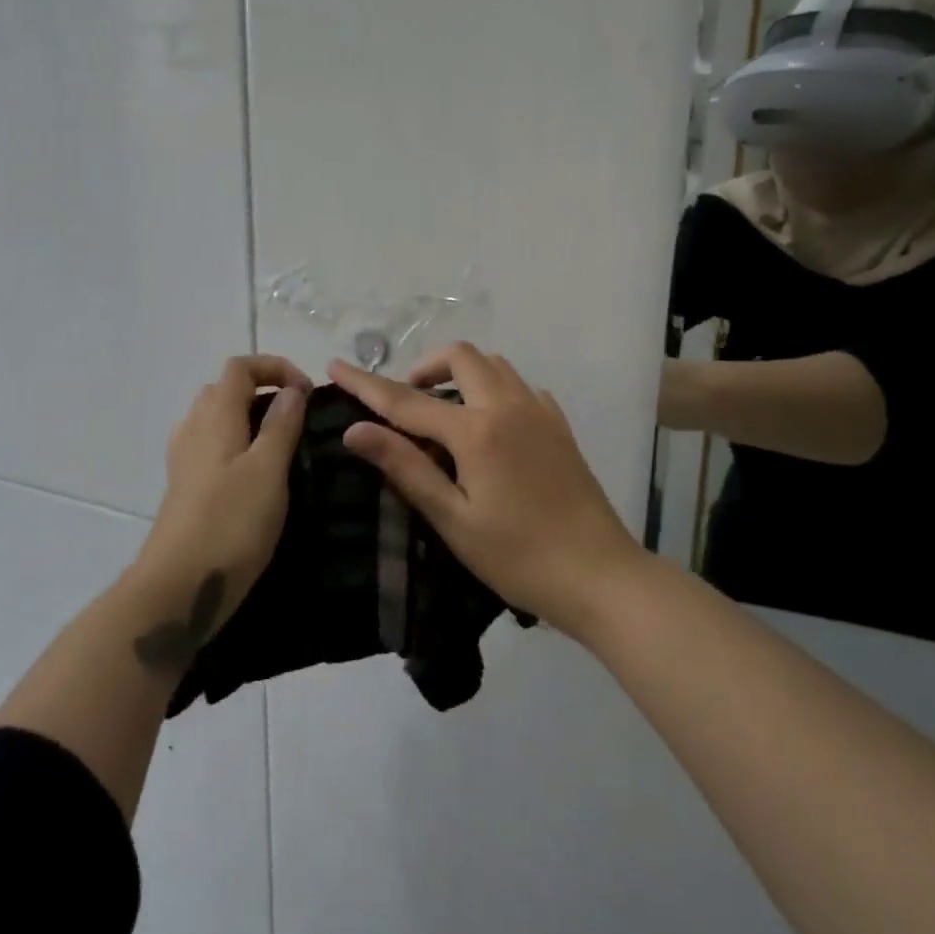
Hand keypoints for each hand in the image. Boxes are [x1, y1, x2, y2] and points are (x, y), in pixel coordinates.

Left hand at [133, 355, 311, 633]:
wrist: (178, 587)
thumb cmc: (230, 524)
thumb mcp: (268, 471)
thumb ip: (281, 426)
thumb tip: (291, 390)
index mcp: (216, 417)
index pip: (240, 367)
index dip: (275, 367)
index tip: (307, 394)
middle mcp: (194, 429)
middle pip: (225, 389)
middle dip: (263, 391)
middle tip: (297, 419)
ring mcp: (184, 460)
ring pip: (216, 419)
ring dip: (249, 419)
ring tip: (281, 447)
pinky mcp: (184, 488)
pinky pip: (211, 447)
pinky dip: (236, 445)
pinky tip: (254, 476)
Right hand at [328, 343, 638, 635]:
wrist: (599, 576)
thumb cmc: (518, 556)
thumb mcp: (453, 519)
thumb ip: (405, 467)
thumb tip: (355, 430)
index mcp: (477, 431)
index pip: (407, 399)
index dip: (367, 383)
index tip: (335, 366)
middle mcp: (509, 406)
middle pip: (461, 358)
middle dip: (425, 367)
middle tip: (406, 402)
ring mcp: (540, 412)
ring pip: (494, 366)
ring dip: (461, 374)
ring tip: (445, 414)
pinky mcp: (560, 426)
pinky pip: (521, 387)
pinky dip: (495, 390)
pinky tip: (490, 426)